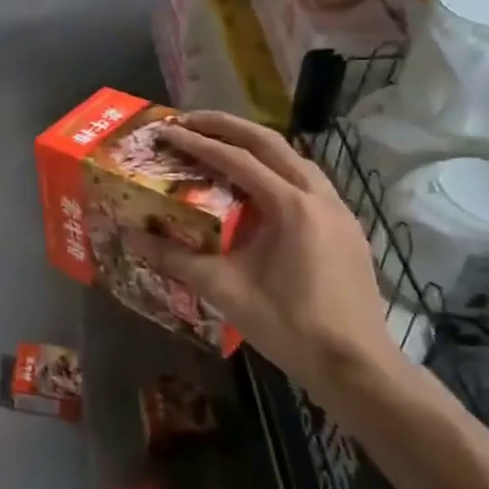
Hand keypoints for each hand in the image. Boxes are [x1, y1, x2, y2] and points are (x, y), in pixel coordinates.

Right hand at [123, 112, 396, 402]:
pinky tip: (258, 185)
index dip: (197, 143)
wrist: (358, 367)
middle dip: (227, 126)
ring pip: (293, 158)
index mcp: (292, 206)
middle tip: (189, 120)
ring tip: (220, 142)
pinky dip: (276, 169)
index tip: (167, 131)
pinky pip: (306, 181)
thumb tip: (131, 238)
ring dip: (255, 144)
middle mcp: (319, 196)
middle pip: (270, 143)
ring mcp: (338, 210)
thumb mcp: (225, 291)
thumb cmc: (290, 326)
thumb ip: (176, 260)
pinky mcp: (346, 227)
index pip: (237, 160)